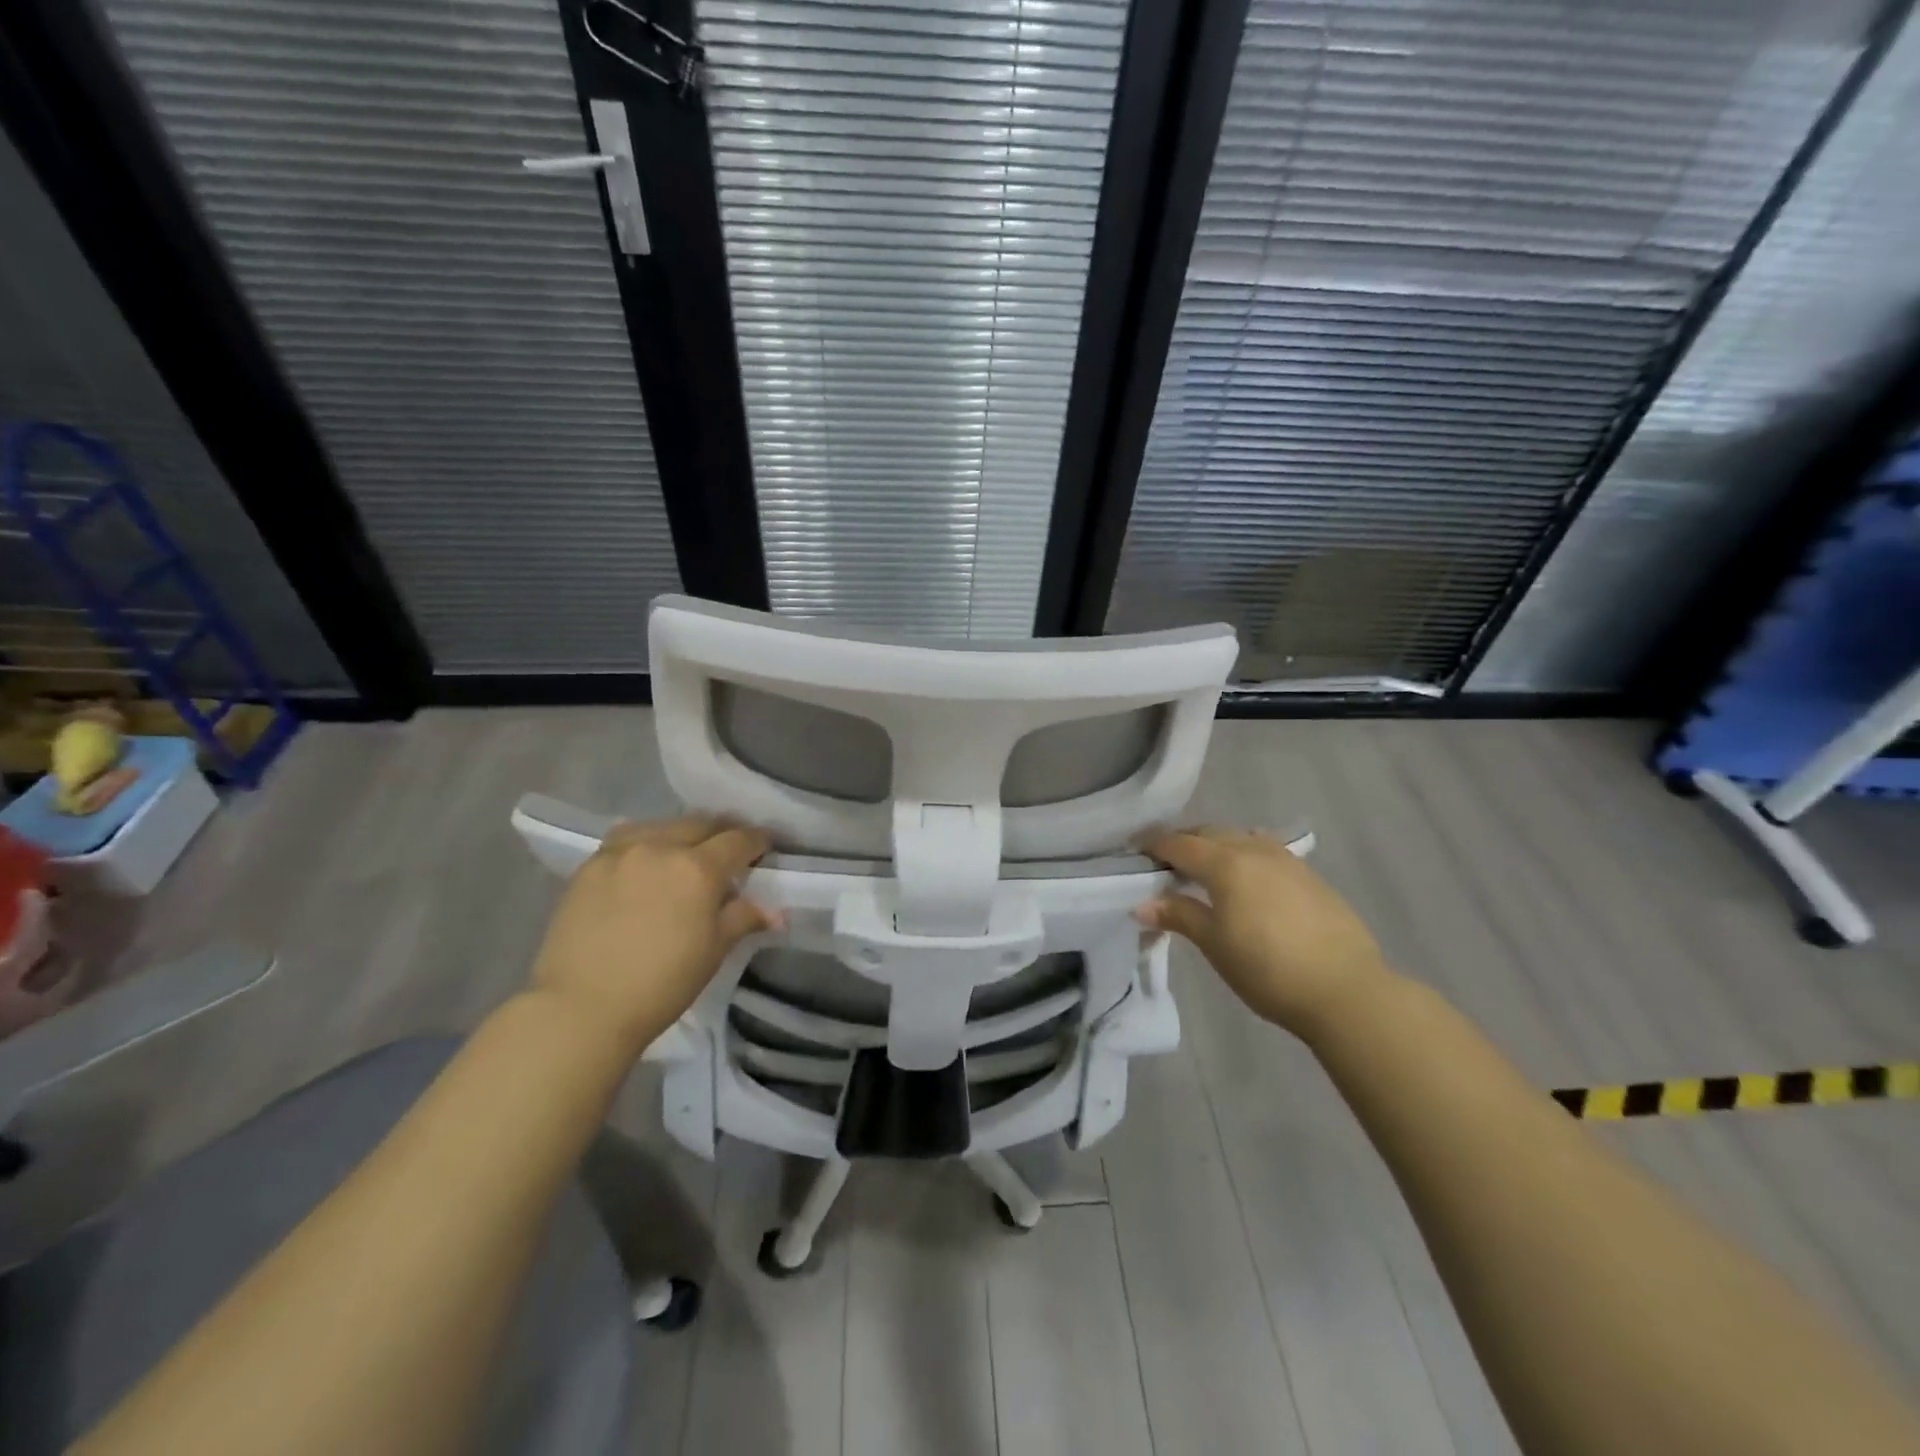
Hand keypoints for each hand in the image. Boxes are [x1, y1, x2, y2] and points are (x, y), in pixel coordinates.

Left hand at [530, 816, 775, 1055]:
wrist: (580, 1008)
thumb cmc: (660, 984)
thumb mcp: (713, 951)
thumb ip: (743, 919)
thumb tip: (773, 911)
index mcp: (698, 868)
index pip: (739, 840)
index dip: (757, 841)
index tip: (765, 847)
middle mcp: (661, 847)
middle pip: (701, 823)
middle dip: (721, 832)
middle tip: (729, 851)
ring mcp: (621, 852)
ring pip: (662, 825)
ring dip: (682, 834)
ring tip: (685, 853)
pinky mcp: (589, 865)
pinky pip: (626, 839)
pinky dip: (645, 843)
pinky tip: (645, 861)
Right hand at [1139, 826, 1391, 1036]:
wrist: (1346, 990)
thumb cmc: (1268, 969)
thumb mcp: (1215, 944)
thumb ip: (1179, 915)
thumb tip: (1141, 905)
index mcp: (1226, 863)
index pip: (1180, 844)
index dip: (1154, 845)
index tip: (1135, 850)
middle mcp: (1255, 850)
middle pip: (1210, 833)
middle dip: (1184, 841)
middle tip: (1165, 861)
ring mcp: (1287, 860)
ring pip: (1241, 837)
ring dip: (1217, 844)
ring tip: (1205, 867)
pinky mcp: (1310, 876)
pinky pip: (1266, 851)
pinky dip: (1245, 854)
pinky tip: (1247, 878)